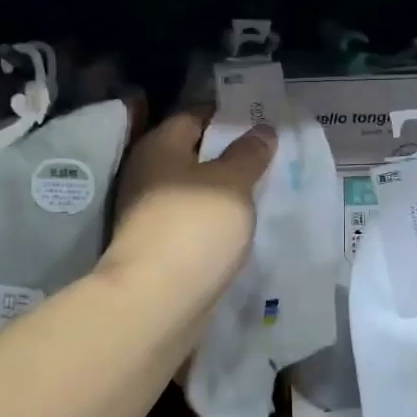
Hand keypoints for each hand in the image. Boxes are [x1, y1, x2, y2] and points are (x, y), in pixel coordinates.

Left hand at [102, 108, 273, 309]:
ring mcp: (149, 212)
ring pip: (194, 189)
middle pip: (193, 153)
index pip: (195, 115)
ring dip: (223, 189)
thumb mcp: (233, 182)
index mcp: (159, 145)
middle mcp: (147, 173)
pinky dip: (214, 218)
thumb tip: (261, 130)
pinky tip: (241, 224)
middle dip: (229, 154)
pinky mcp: (157, 245)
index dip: (228, 115)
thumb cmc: (194, 226)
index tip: (262, 121)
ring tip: (264, 189)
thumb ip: (249, 154)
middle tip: (270, 155)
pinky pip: (192, 219)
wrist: (156, 301)